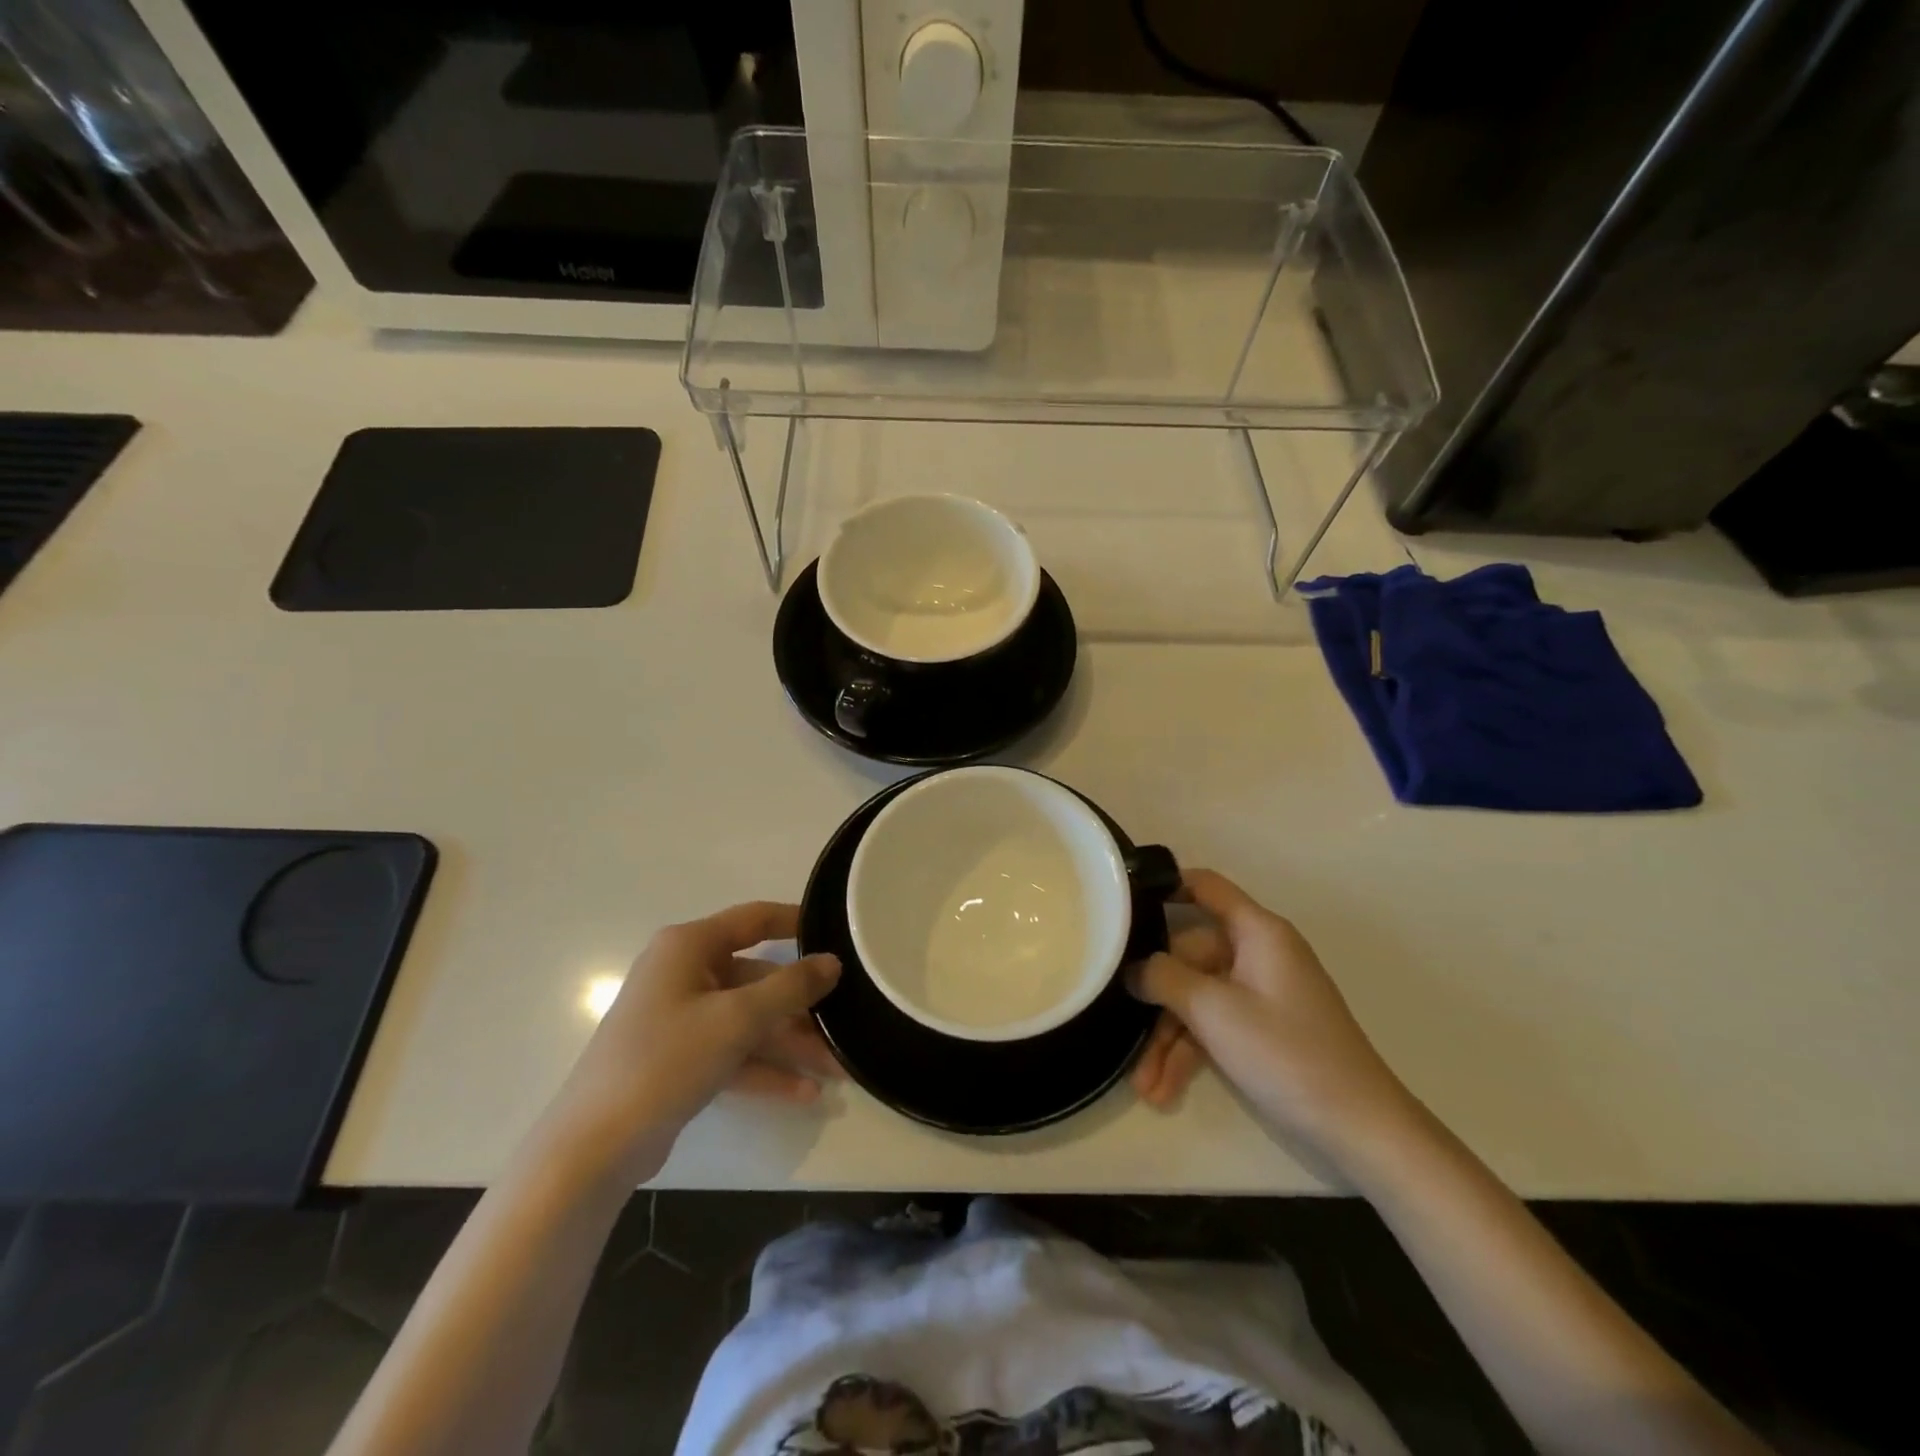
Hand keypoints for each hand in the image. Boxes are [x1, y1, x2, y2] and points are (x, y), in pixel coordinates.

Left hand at [552, 902, 841, 1180]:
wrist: (594, 1147)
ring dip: (791, 1044)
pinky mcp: (679, 1059)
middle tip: (846, 1023)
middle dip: (801, 1008)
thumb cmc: (665, 1060)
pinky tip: (805, 1093)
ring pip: (749, 1021)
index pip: (753, 919)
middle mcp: (683, 973)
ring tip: (838, 1070)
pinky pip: (733, 1052)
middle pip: (757, 979)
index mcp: (688, 946)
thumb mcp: (737, 1020)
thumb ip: (790, 988)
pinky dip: (765, 1069)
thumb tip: (832, 962)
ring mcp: (680, 1018)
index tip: (838, 932)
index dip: (796, 922)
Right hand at [1128, 870, 1416, 1171]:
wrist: (1361, 1130)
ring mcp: (1260, 994)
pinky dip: (1189, 1055)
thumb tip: (1132, 967)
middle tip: (1122, 1031)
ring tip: (1144, 1086)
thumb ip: (1164, 978)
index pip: (1205, 887)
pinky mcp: (1262, 1030)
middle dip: (1156, 1001)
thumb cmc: (1287, 1054)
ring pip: (1196, 1000)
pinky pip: (1213, 1027)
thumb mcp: (1214, 1011)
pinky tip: (1163, 1090)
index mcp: (1257, 932)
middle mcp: (1257, 954)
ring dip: (1167, 1041)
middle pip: (1188, 957)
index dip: (1164, 886)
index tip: (1120, 903)